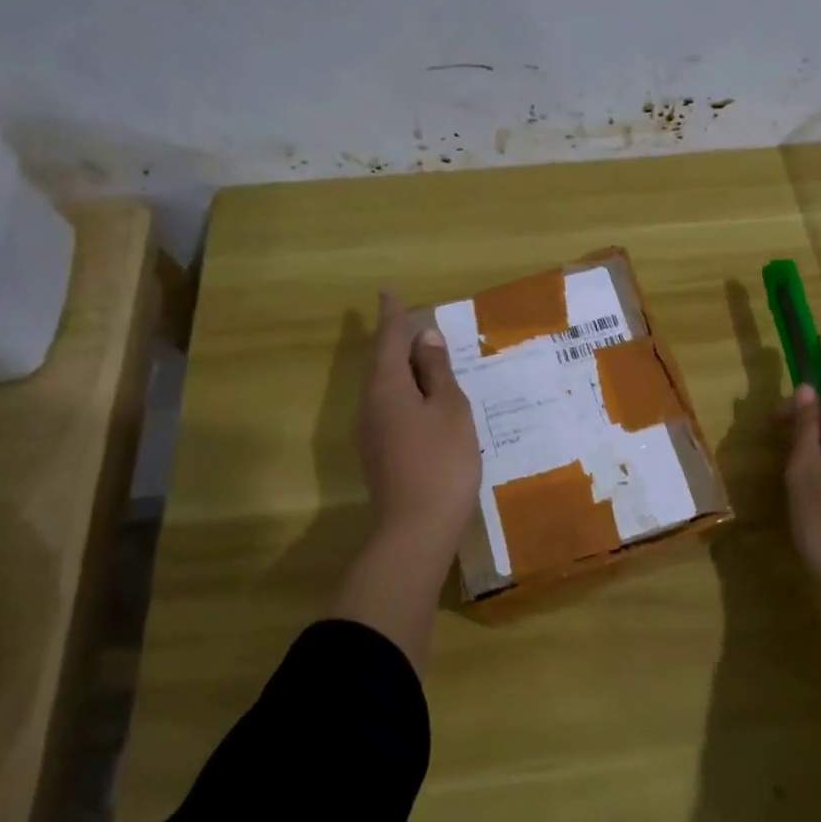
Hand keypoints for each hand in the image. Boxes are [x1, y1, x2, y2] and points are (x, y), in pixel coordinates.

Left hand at [357, 292, 482, 554]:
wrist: (415, 529)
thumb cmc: (441, 461)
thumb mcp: (449, 410)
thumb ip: (437, 372)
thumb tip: (426, 338)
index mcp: (387, 387)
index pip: (389, 339)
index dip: (392, 316)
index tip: (388, 292)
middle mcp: (371, 404)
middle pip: (382, 362)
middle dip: (396, 340)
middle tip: (411, 321)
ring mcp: (371, 432)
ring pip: (385, 386)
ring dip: (402, 367)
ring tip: (422, 355)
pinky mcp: (379, 452)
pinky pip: (390, 407)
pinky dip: (405, 392)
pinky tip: (423, 400)